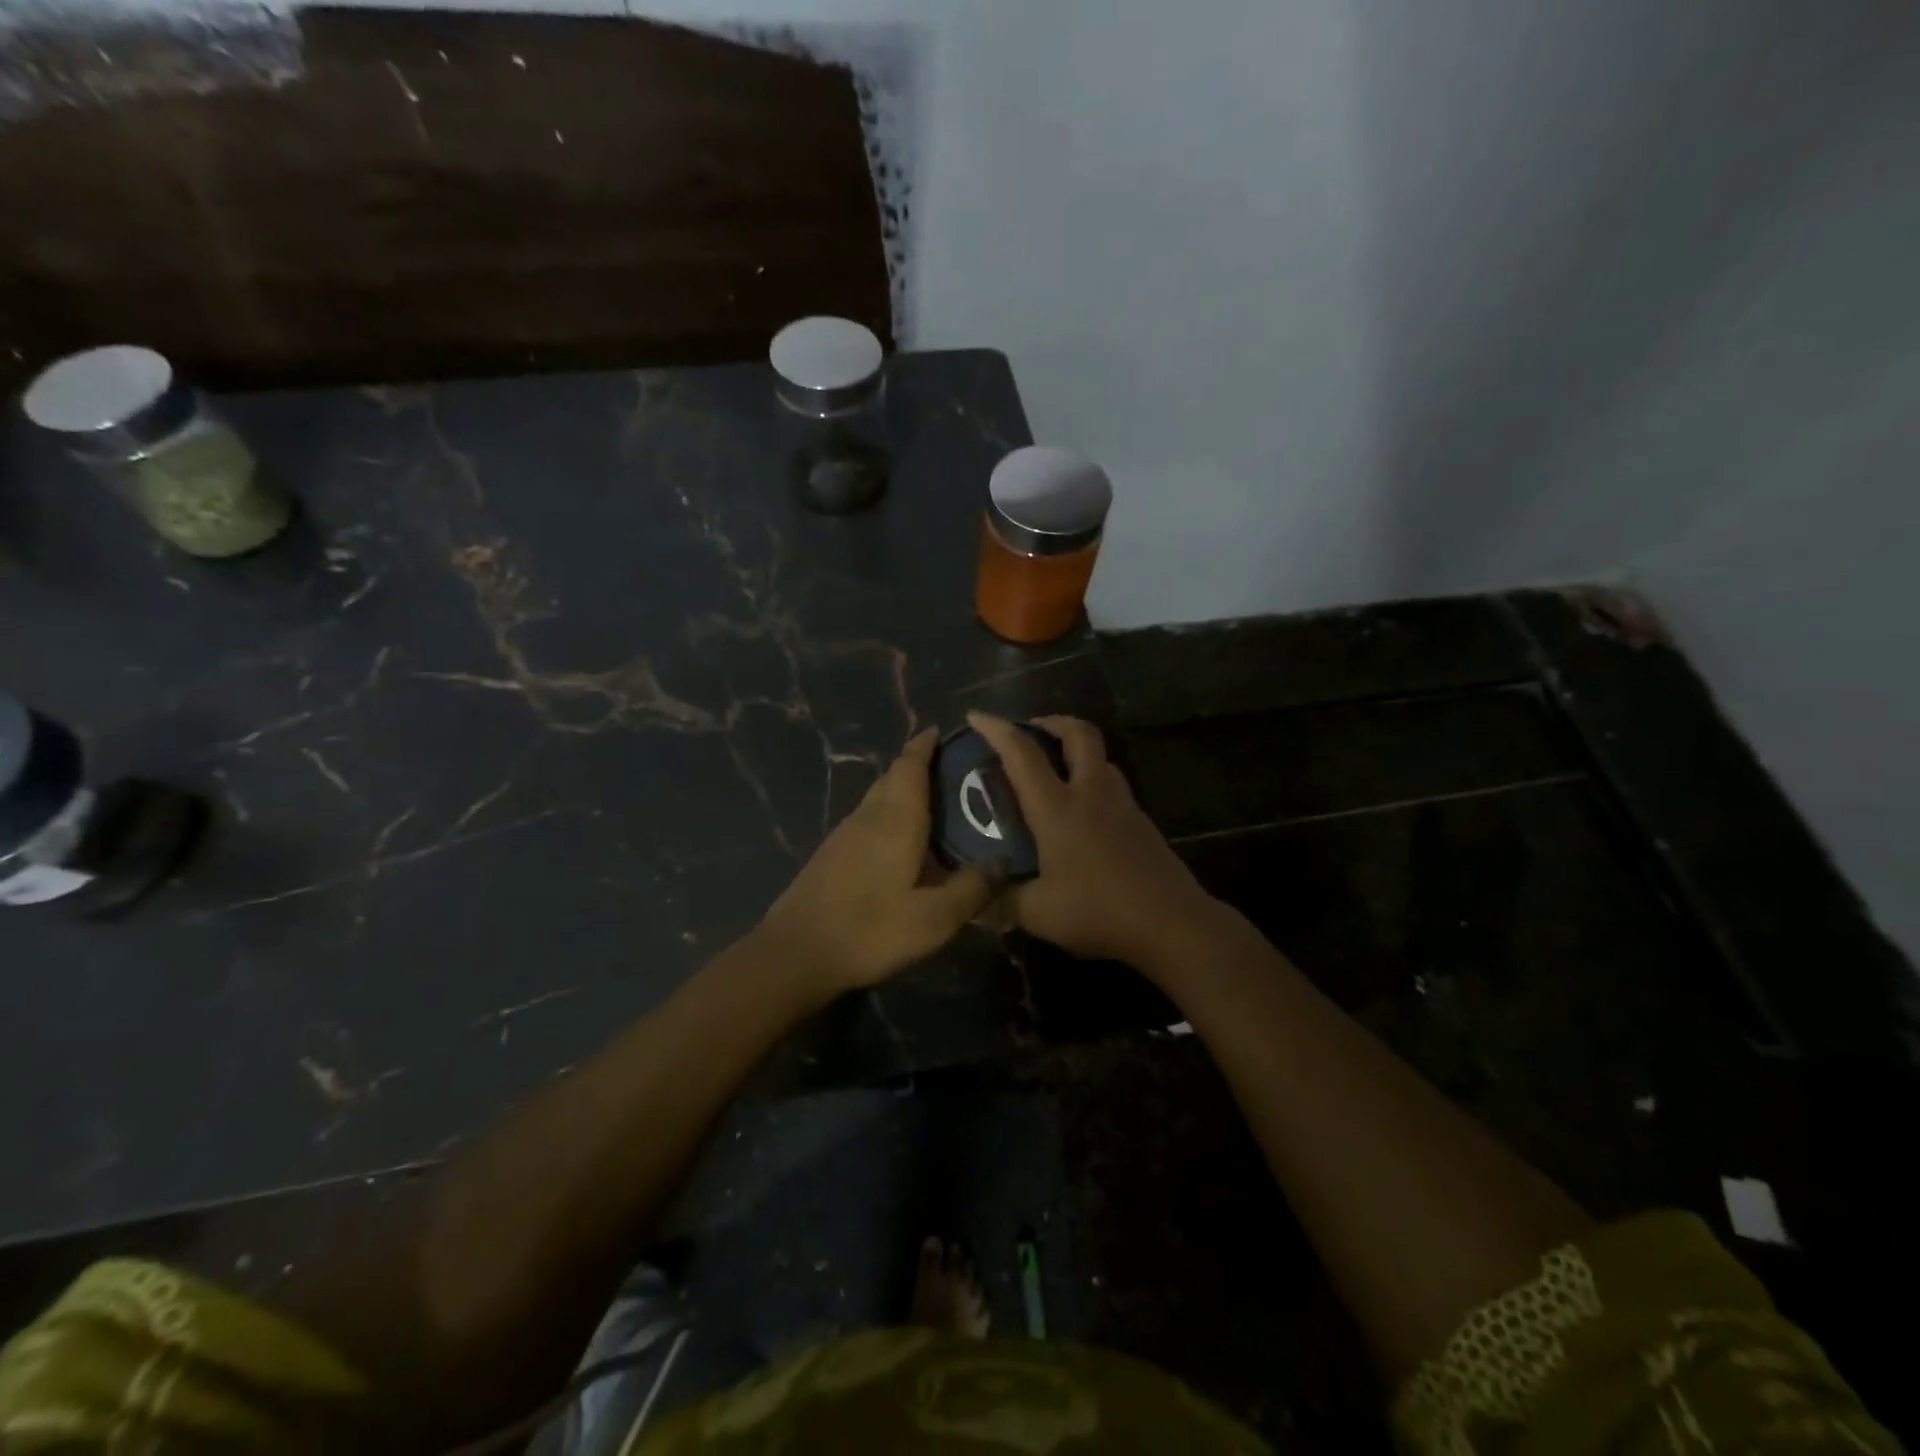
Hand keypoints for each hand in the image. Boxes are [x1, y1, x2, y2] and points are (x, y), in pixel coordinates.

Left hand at [761, 729, 994, 992]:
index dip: (924, 746)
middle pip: (892, 777)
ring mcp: (844, 835)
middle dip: (917, 765)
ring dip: (901, 790)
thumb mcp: (933, 919)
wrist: (795, 953)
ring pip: (877, 798)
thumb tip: (1003, 862)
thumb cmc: (870, 930)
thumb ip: (971, 889)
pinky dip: (888, 815)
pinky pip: (867, 819)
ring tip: (933, 804)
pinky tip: (901, 841)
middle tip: (951, 771)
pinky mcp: (831, 855)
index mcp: (895, 820)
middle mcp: (868, 817)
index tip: (941, 732)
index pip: (909, 766)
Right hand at [967, 711, 1217, 966]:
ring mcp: (1123, 805)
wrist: (1171, 924)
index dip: (997, 729)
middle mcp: (1091, 795)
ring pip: (1102, 757)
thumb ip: (1004, 902)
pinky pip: (1114, 785)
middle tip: (1033, 729)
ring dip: (1077, 749)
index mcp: (1058, 809)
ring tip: (1058, 767)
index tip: (977, 715)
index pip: (1022, 754)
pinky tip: (1085, 811)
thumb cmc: (1099, 911)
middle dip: (1053, 721)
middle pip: (1079, 734)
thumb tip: (977, 903)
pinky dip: (1094, 780)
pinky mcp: (1142, 823)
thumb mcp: (1039, 914)